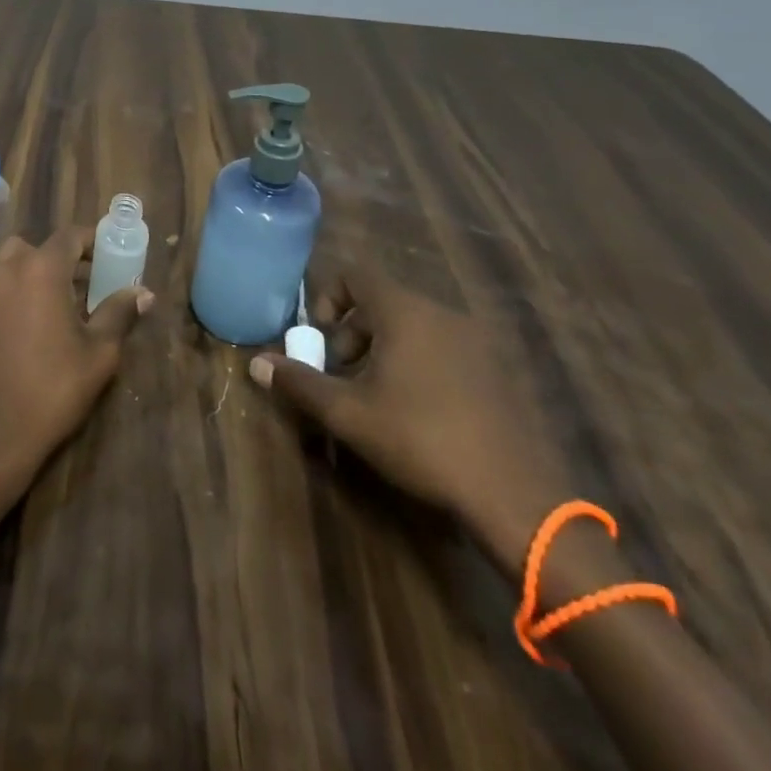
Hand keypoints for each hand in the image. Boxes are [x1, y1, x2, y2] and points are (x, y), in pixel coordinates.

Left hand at [0, 225, 152, 497]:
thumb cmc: (53, 390)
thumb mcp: (98, 353)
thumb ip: (119, 313)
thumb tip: (143, 293)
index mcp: (42, 268)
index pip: (70, 236)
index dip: (90, 242)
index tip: (105, 257)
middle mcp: (5, 265)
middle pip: (37, 247)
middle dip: (59, 259)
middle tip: (80, 285)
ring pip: (6, 259)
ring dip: (28, 269)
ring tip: (46, 299)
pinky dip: (3, 284)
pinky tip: (15, 314)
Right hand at [248, 257, 573, 565]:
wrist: (514, 495)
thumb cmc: (420, 440)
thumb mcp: (348, 414)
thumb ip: (299, 383)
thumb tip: (256, 363)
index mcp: (405, 311)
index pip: (355, 275)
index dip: (327, 298)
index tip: (319, 340)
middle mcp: (442, 313)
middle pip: (381, 302)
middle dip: (351, 334)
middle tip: (341, 376)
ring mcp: (476, 341)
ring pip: (412, 327)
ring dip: (383, 351)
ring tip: (376, 398)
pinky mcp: (498, 370)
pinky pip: (442, 348)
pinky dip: (418, 364)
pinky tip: (419, 412)